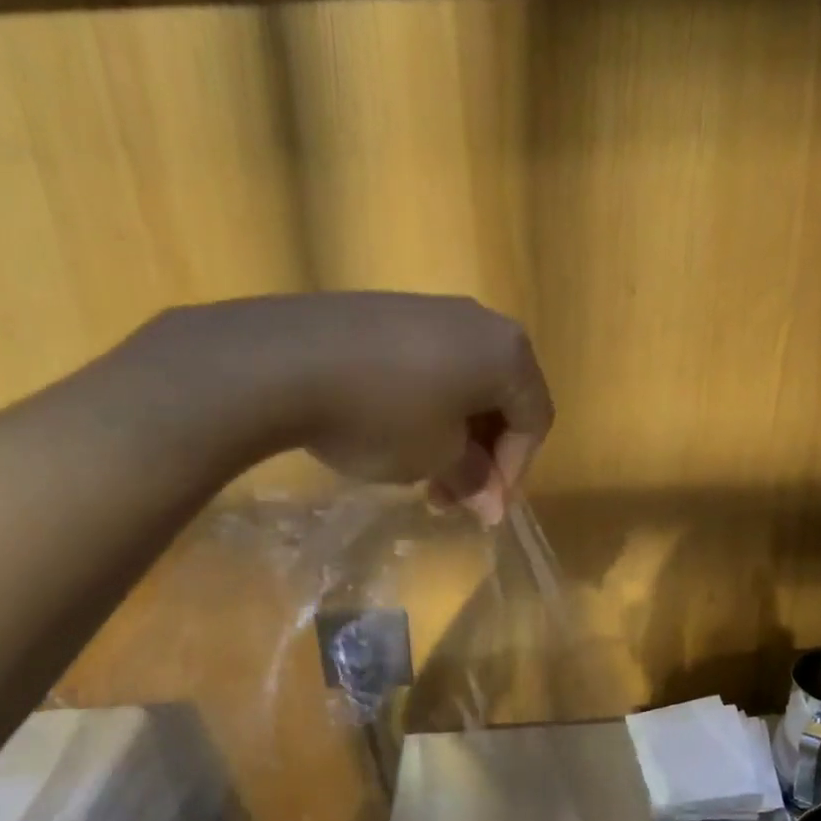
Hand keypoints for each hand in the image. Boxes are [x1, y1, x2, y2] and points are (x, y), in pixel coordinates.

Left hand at [125, 293, 552, 523]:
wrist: (285, 362)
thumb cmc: (383, 416)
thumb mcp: (437, 457)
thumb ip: (474, 476)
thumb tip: (490, 502)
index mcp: (507, 353)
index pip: (535, 419)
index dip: (515, 471)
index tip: (483, 509)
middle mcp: (478, 322)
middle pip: (501, 399)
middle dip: (483, 457)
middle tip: (454, 498)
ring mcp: (430, 311)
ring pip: (463, 385)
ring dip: (454, 438)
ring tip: (423, 476)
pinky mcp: (388, 313)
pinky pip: (429, 366)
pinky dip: (426, 408)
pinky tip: (395, 436)